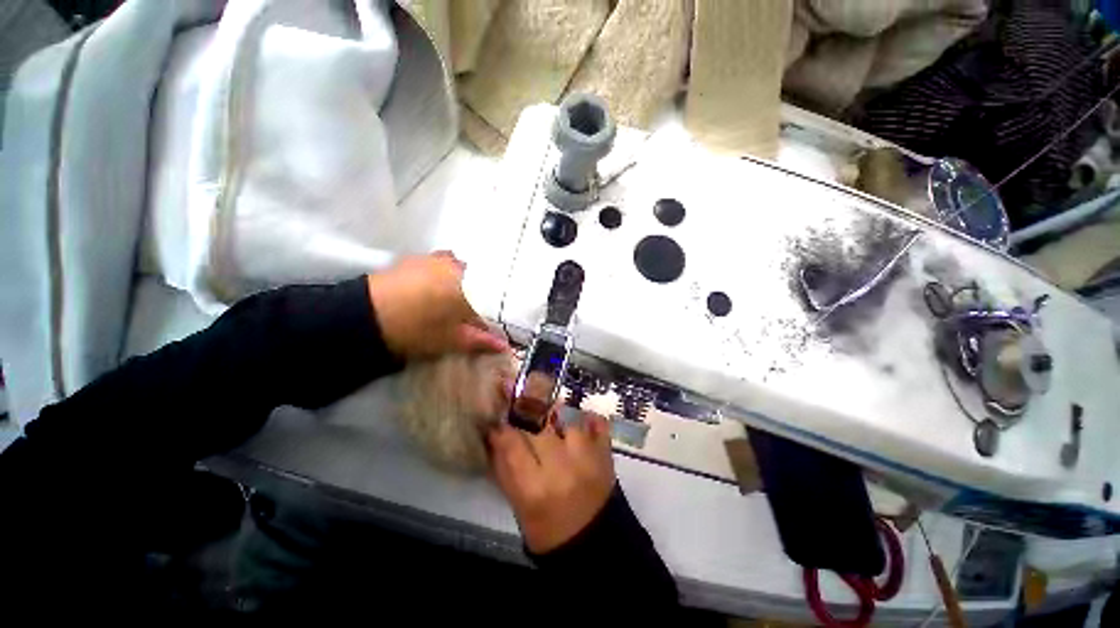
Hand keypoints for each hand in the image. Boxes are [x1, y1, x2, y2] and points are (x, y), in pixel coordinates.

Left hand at [367, 253, 506, 359]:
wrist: (365, 317)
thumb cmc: (417, 330)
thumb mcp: (453, 340)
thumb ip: (481, 340)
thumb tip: (505, 345)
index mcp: (471, 285)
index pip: (492, 298)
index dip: (492, 312)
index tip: (489, 323)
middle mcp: (457, 266)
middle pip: (478, 280)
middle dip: (478, 295)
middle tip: (470, 313)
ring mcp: (435, 259)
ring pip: (459, 269)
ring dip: (460, 282)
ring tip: (450, 300)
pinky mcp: (416, 258)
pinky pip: (439, 264)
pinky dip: (442, 275)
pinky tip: (432, 289)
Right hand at [488, 407, 614, 553]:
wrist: (594, 544)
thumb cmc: (548, 530)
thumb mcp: (518, 505)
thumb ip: (504, 468)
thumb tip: (493, 433)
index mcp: (533, 487)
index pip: (511, 443)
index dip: (501, 424)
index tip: (496, 412)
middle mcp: (561, 468)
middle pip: (537, 423)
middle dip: (524, 404)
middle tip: (516, 390)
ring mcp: (588, 457)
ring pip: (566, 417)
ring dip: (553, 409)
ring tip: (546, 402)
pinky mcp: (606, 453)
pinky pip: (597, 422)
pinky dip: (587, 416)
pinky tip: (578, 417)